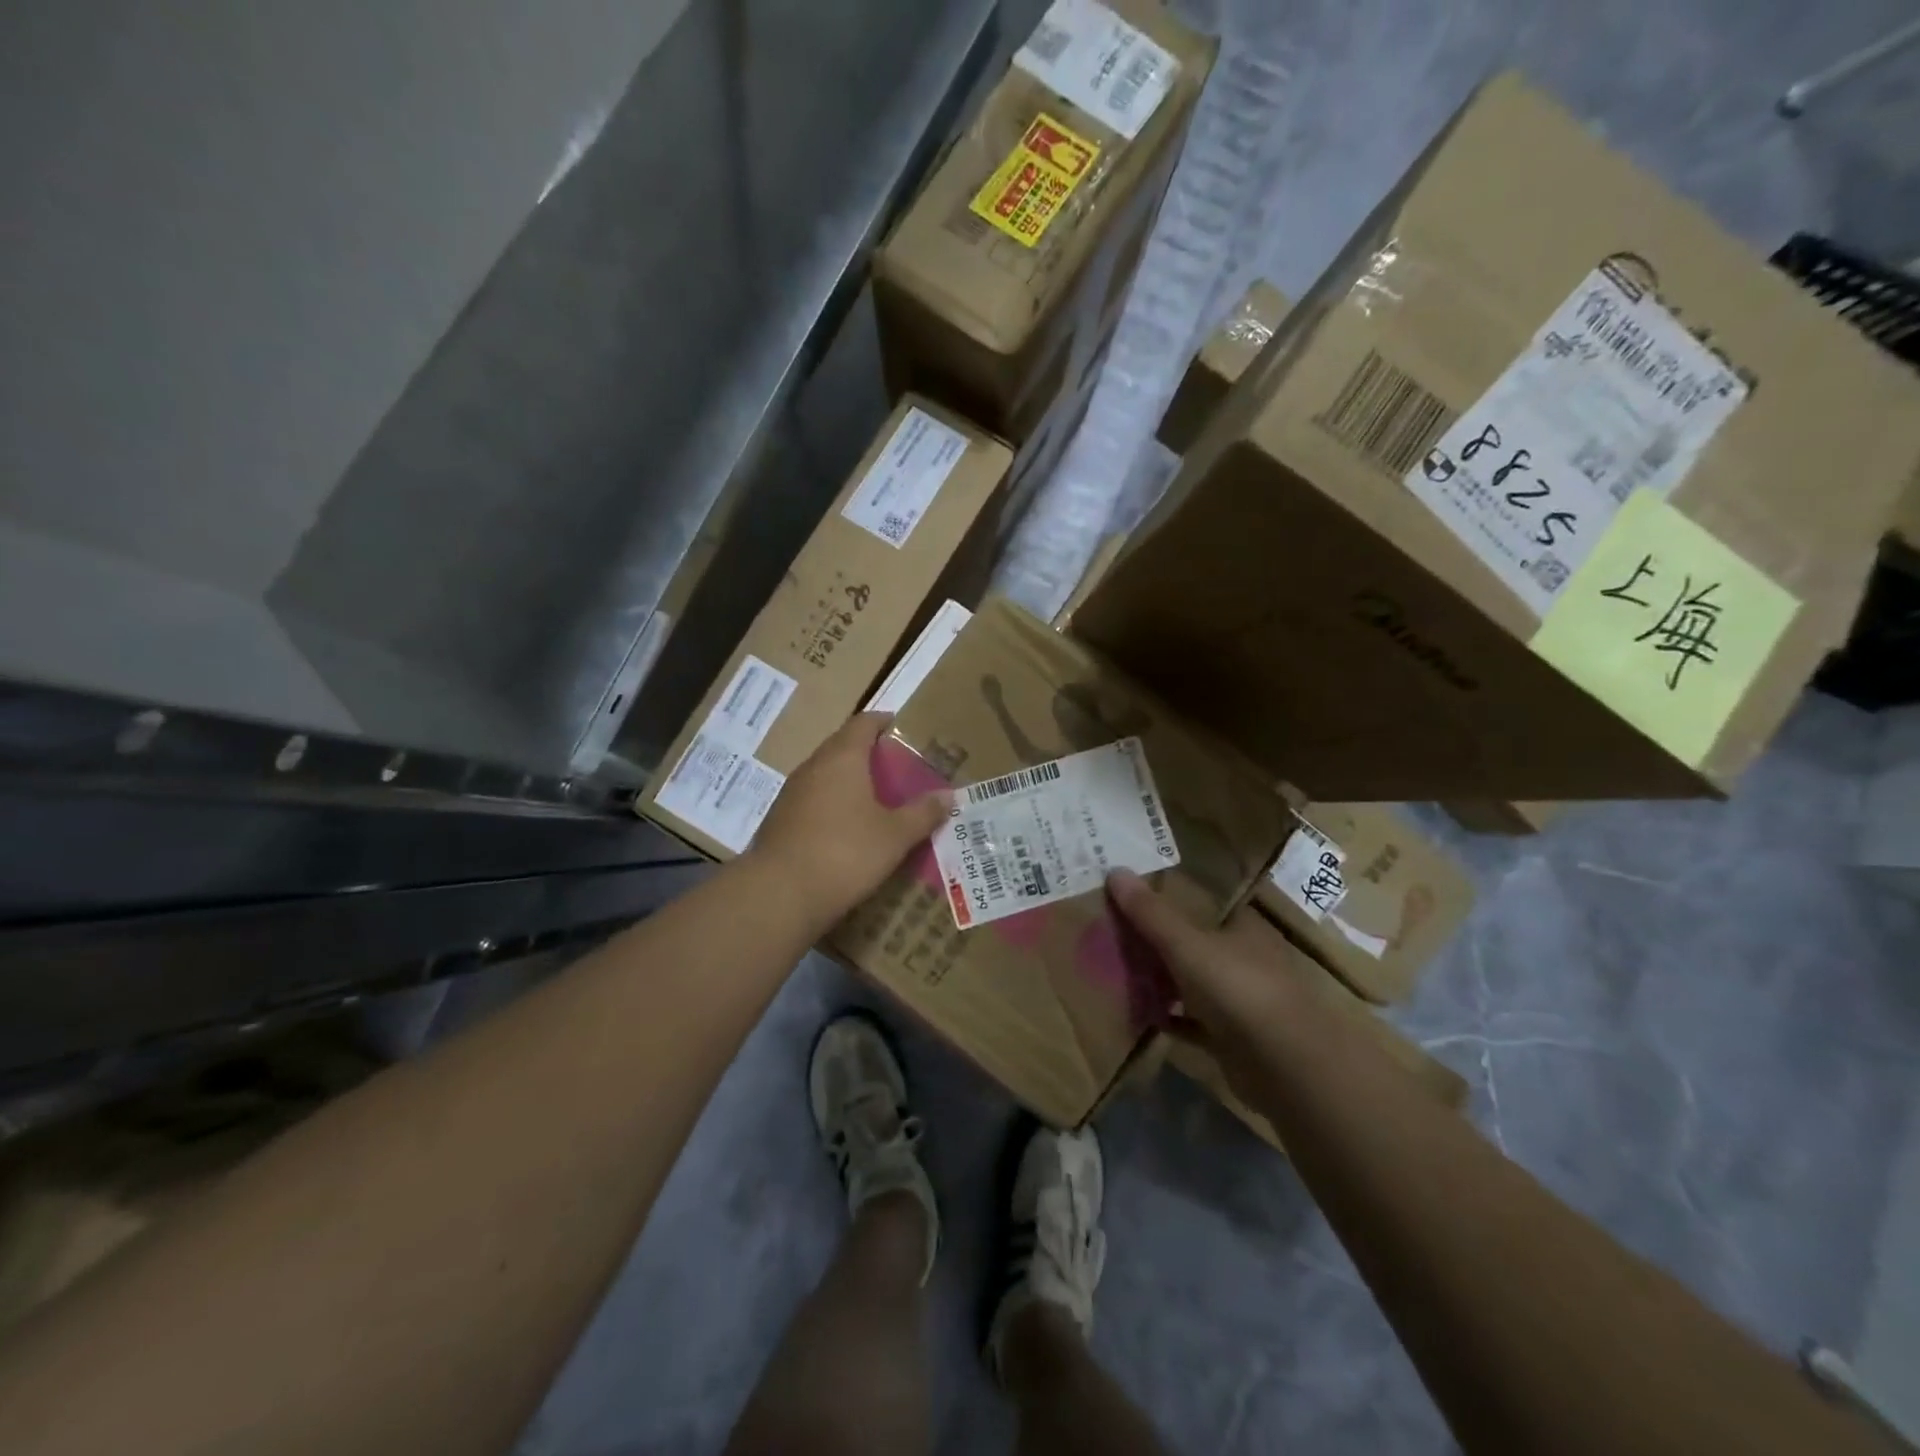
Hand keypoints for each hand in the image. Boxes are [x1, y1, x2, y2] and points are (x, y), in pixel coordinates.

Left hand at [747, 713, 949, 924]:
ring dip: (848, 781)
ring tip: (875, 798)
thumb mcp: (895, 836)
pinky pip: (813, 801)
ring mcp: (791, 794)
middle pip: (842, 747)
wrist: (779, 895)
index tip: (899, 726)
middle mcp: (813, 767)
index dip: (882, 721)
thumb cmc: (845, 853)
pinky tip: (847, 828)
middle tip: (896, 768)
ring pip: (825, 776)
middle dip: (867, 753)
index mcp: (842, 758)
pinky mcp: (780, 822)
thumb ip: (922, 813)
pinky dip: (832, 805)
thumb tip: (948, 795)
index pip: (863, 723)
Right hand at [1106, 869, 1316, 1092]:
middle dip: (1157, 940)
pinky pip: (1192, 1022)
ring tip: (1116, 970)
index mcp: (1242, 927)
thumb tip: (1114, 869)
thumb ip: (1151, 913)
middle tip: (1112, 931)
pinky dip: (1169, 1018)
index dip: (1168, 897)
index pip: (1202, 903)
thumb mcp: (1187, 945)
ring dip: (1161, 980)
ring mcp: (1240, 1000)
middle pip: (1193, 942)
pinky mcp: (1232, 1038)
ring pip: (1192, 982)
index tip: (1130, 895)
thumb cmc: (1239, 989)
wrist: (1287, 1068)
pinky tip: (1139, 1014)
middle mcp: (1244, 958)